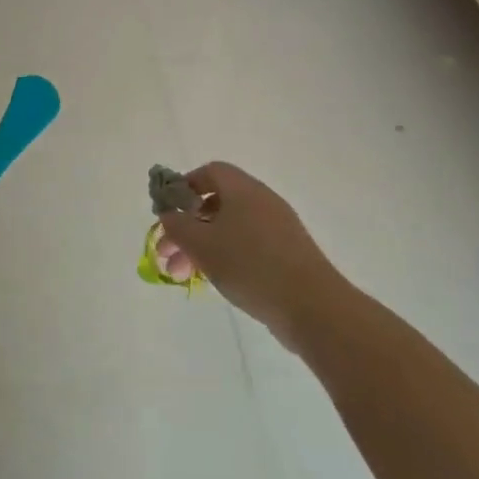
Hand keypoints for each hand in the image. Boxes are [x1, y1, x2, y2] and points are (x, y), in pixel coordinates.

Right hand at [154, 162, 341, 339]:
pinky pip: (247, 246)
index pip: (210, 171)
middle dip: (186, 227)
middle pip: (216, 204)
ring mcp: (277, 229)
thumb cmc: (250, 265)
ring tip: (181, 276)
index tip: (168, 211)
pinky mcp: (287, 255)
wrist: (312, 307)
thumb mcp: (201, 244)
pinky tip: (212, 281)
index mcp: (243, 189)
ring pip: (229, 229)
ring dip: (201, 247)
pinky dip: (225, 257)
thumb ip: (177, 225)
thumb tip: (169, 214)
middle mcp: (262, 202)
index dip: (185, 186)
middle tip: (166, 253)